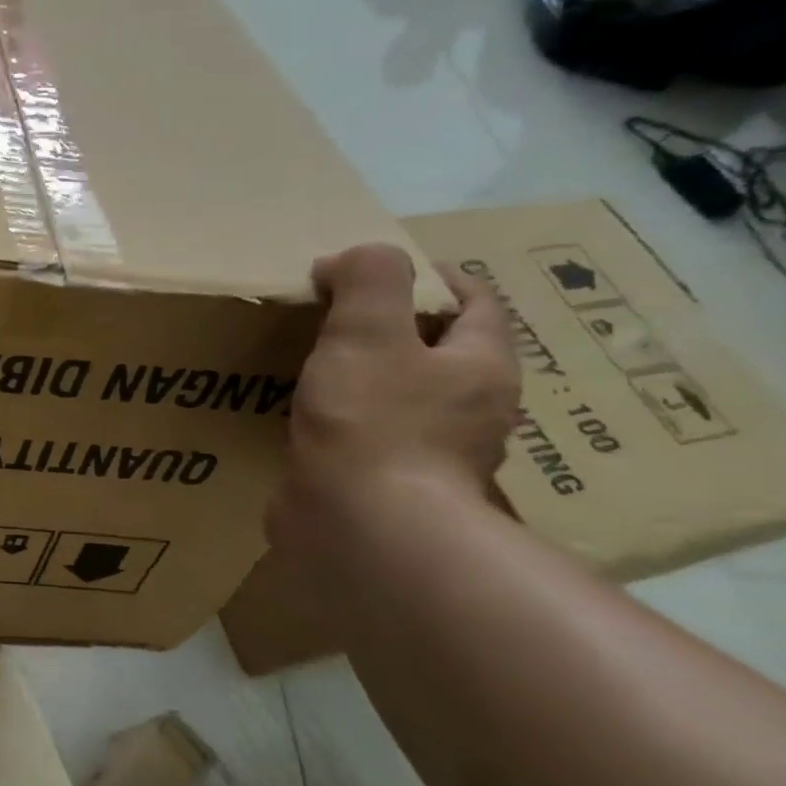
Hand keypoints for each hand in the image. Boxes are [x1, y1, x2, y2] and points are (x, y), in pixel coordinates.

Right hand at [269, 244, 519, 548]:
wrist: (363, 528)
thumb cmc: (374, 423)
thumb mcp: (367, 332)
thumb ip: (368, 280)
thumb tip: (353, 258)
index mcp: (479, 367)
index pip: (477, 304)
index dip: (435, 276)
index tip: (381, 267)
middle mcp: (470, 411)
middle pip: (442, 353)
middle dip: (398, 329)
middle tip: (339, 315)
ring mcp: (432, 455)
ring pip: (405, 398)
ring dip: (369, 378)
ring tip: (315, 364)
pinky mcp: (389, 487)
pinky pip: (371, 438)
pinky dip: (345, 420)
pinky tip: (306, 419)